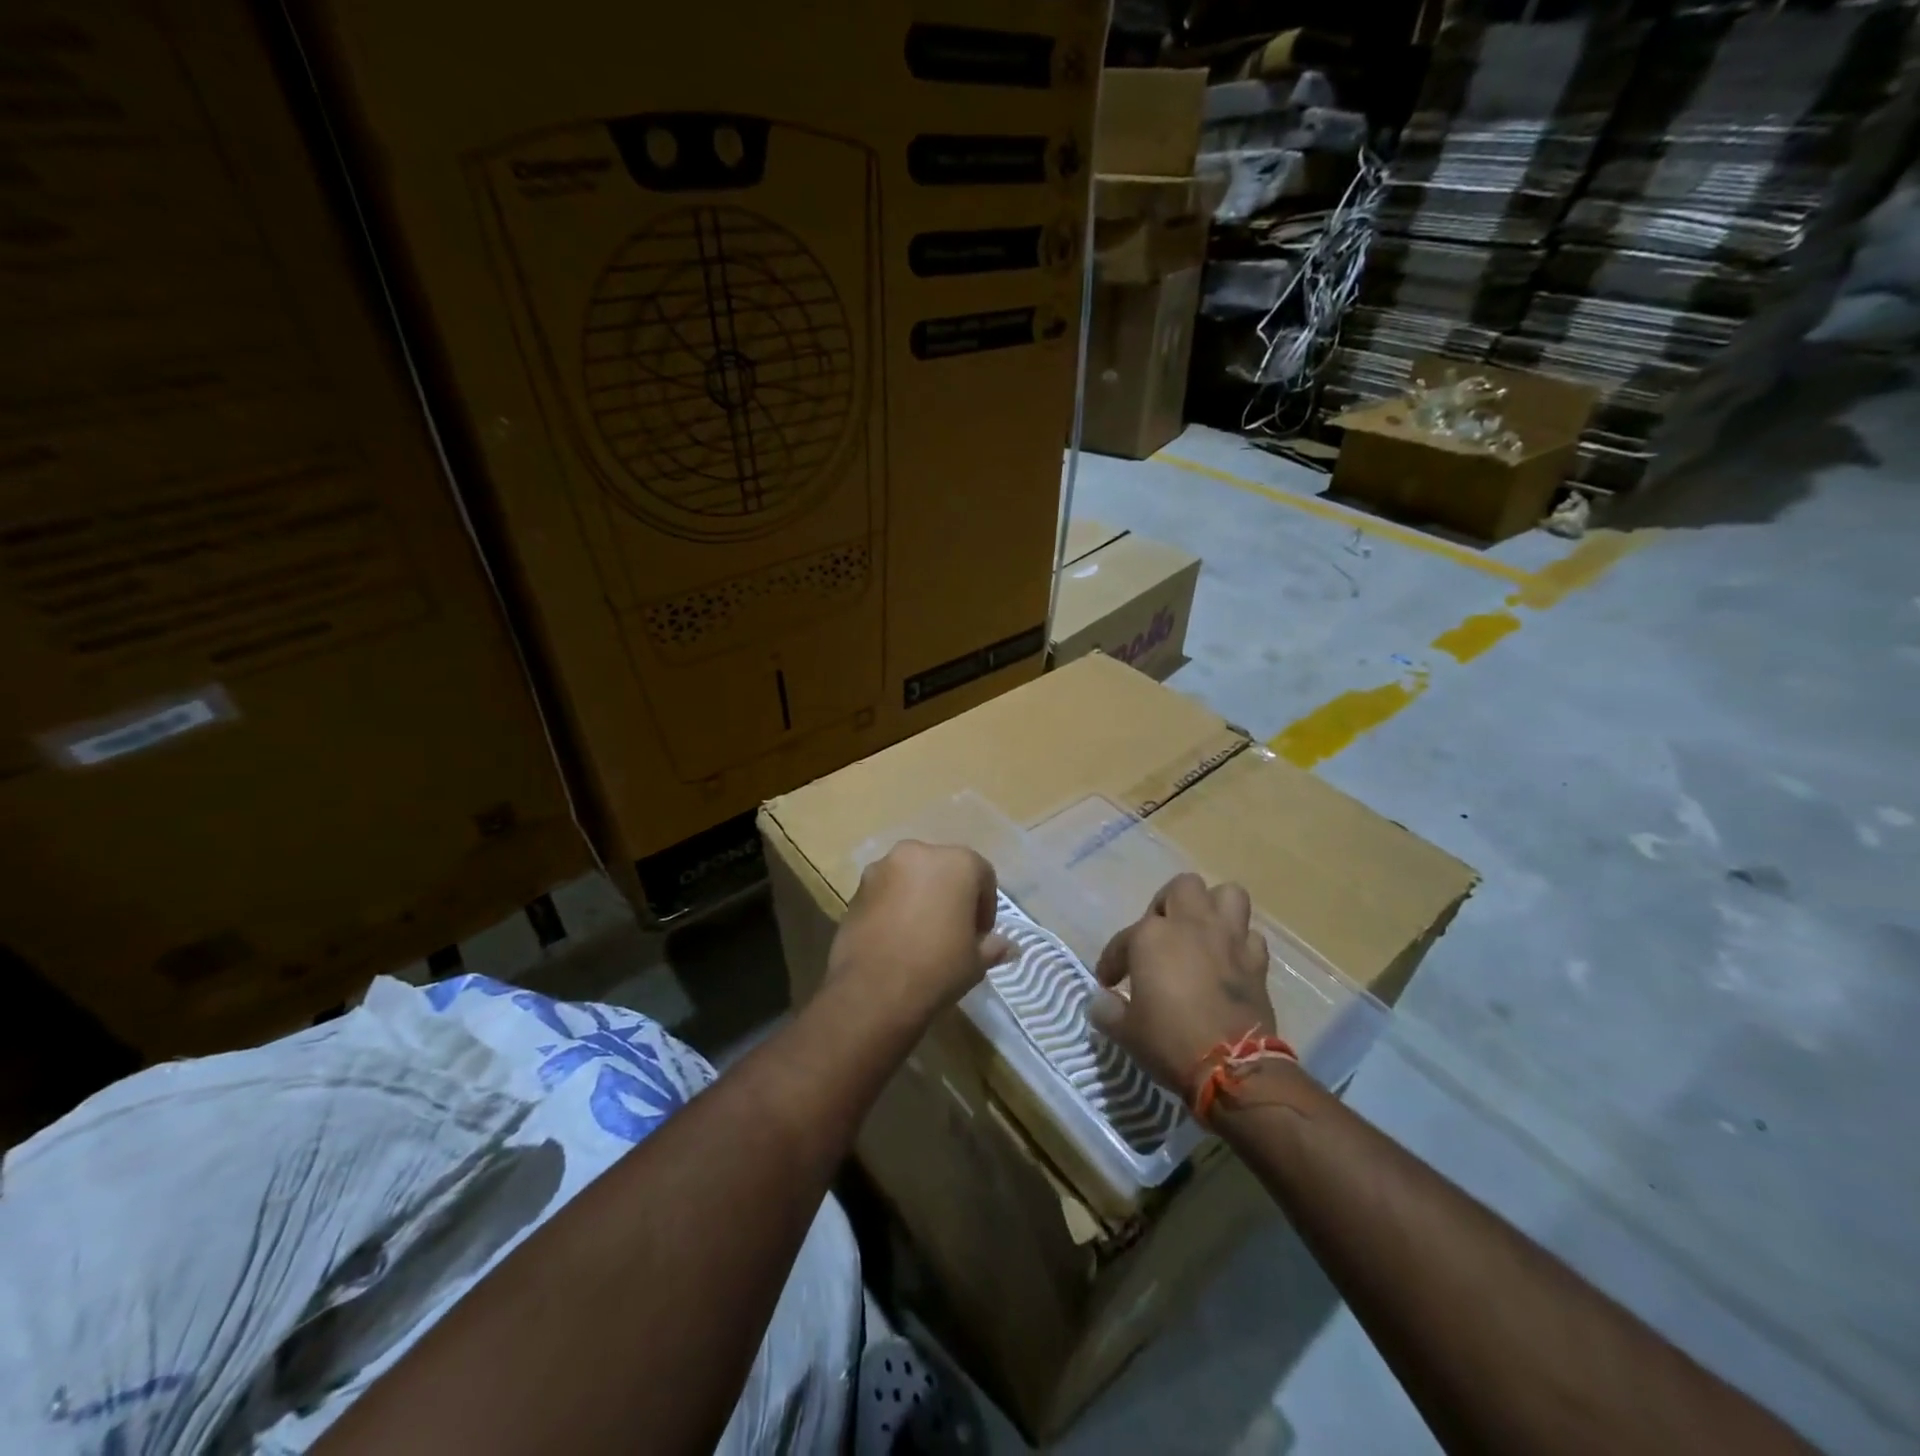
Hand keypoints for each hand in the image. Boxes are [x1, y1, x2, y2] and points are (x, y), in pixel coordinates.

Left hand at [828, 841, 1011, 1027]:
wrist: (874, 990)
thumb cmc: (938, 968)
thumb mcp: (976, 961)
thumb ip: (993, 946)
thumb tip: (1008, 947)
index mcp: (957, 862)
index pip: (982, 875)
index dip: (985, 907)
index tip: (980, 934)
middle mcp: (919, 853)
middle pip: (944, 869)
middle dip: (951, 894)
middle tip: (953, 929)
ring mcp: (883, 867)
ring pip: (912, 877)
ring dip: (920, 896)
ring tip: (921, 933)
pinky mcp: (857, 888)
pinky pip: (886, 891)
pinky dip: (894, 905)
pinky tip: (896, 936)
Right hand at [1088, 873, 1279, 1099]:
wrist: (1233, 1067)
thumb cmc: (1170, 1042)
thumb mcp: (1126, 1031)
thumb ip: (1108, 1010)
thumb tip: (1102, 1002)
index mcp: (1152, 936)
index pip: (1123, 940)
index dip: (1112, 961)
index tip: (1109, 984)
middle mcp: (1191, 925)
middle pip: (1182, 888)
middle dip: (1168, 905)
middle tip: (1160, 934)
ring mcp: (1228, 939)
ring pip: (1227, 895)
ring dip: (1213, 909)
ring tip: (1200, 932)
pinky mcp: (1256, 961)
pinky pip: (1250, 935)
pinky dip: (1240, 943)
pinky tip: (1229, 960)